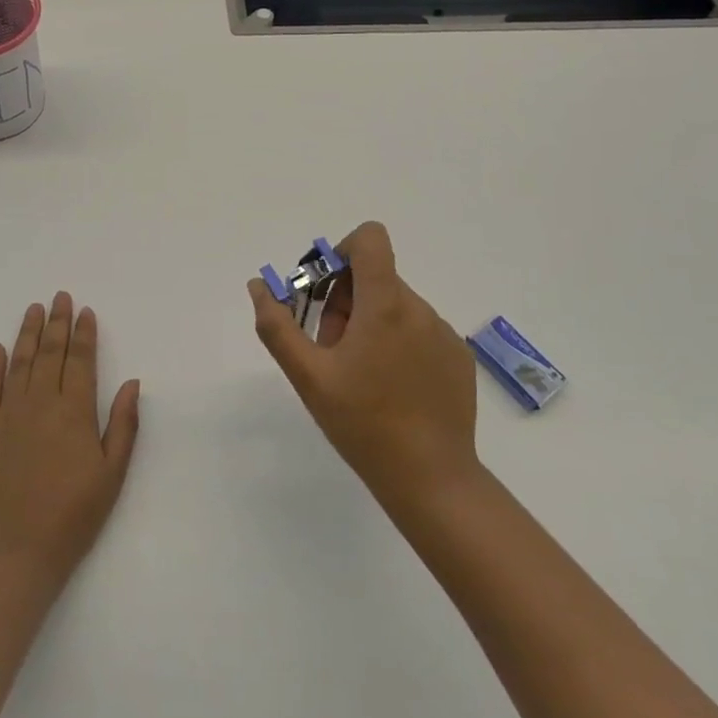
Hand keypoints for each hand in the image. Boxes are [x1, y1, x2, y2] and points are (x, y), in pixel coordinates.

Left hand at [0, 293, 141, 589]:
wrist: (13, 556)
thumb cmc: (71, 518)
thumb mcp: (111, 476)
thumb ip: (122, 425)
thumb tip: (131, 382)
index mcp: (73, 413)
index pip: (80, 361)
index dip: (83, 334)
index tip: (85, 311)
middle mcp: (39, 405)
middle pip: (49, 354)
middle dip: (57, 323)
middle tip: (60, 297)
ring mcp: (7, 416)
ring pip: (19, 363)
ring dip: (27, 334)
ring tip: (33, 309)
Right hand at [249, 222, 478, 499]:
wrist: (431, 478)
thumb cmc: (362, 423)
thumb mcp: (309, 376)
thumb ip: (278, 326)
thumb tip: (258, 285)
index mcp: (384, 305)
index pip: (371, 239)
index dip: (342, 252)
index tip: (324, 291)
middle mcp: (419, 308)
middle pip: (376, 277)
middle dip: (345, 301)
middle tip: (331, 349)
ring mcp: (444, 333)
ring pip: (396, 305)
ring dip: (370, 324)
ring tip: (360, 374)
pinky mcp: (459, 357)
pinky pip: (420, 330)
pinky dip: (398, 342)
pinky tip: (391, 388)